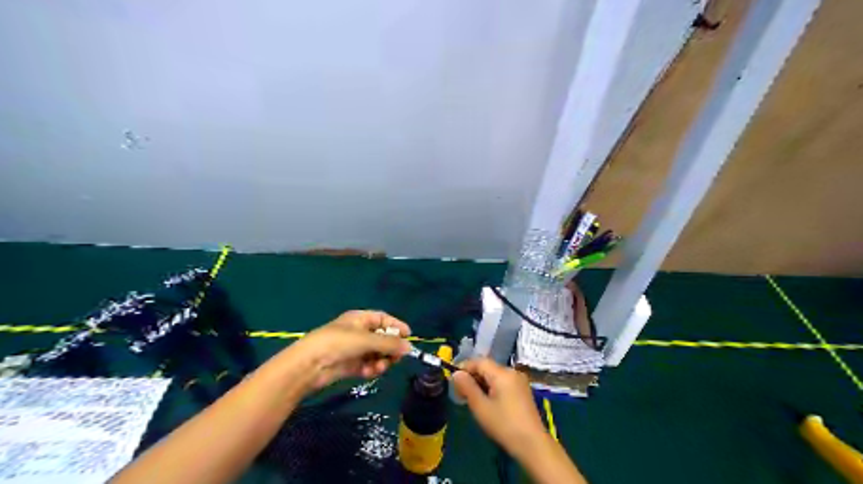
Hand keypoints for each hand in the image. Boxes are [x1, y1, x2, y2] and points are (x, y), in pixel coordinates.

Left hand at [280, 310, 408, 392]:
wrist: (309, 365)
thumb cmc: (338, 343)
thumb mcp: (366, 340)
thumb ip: (389, 343)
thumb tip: (409, 347)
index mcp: (360, 319)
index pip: (383, 319)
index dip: (396, 326)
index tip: (409, 337)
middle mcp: (358, 332)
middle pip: (382, 338)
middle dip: (390, 348)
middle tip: (396, 358)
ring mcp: (353, 349)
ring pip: (376, 354)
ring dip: (381, 361)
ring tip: (379, 368)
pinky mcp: (349, 365)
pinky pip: (367, 366)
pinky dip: (370, 369)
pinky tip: (368, 373)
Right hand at [451, 358, 544, 456]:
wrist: (533, 445)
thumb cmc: (504, 425)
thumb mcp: (480, 407)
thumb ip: (467, 387)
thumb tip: (456, 373)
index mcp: (502, 373)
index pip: (479, 361)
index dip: (464, 368)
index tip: (453, 381)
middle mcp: (512, 372)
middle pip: (487, 367)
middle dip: (472, 377)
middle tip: (460, 393)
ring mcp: (519, 381)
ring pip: (495, 375)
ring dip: (481, 383)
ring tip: (472, 399)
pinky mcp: (523, 391)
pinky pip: (503, 382)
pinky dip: (492, 388)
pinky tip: (487, 402)